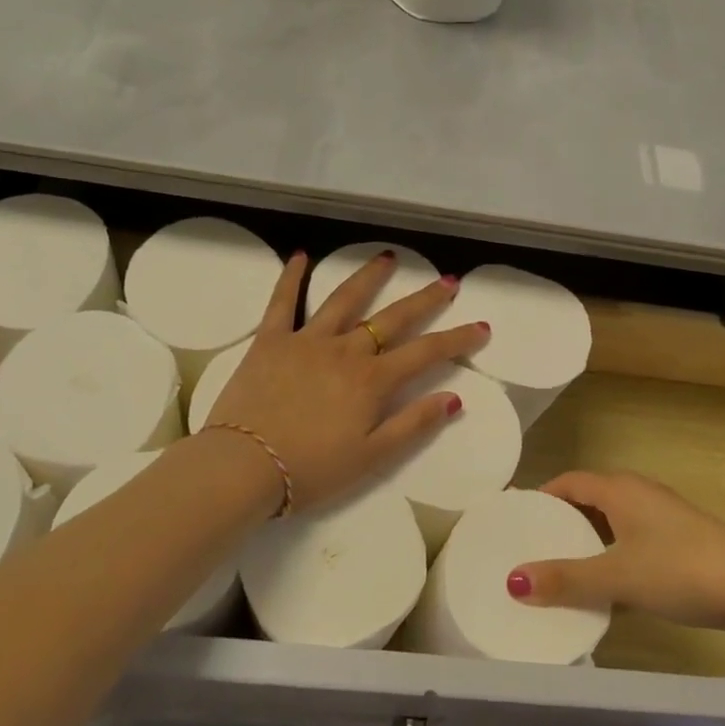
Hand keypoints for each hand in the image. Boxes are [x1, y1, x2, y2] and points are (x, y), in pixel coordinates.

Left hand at [205, 251, 489, 513]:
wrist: (243, 467)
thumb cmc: (310, 470)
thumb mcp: (371, 457)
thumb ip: (413, 424)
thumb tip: (453, 398)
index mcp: (372, 380)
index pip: (426, 353)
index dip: (457, 339)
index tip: (481, 326)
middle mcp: (345, 350)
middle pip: (393, 318)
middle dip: (424, 299)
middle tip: (447, 281)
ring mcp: (307, 340)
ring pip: (344, 300)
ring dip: (369, 277)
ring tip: (388, 257)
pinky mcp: (270, 340)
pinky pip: (282, 302)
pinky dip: (292, 277)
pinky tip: (302, 255)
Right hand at [508, 472, 724, 630]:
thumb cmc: (680, 569)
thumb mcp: (617, 577)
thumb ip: (566, 579)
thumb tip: (513, 580)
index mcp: (620, 489)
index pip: (569, 482)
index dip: (542, 497)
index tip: (516, 520)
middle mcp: (639, 495)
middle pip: (589, 501)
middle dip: (561, 523)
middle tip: (531, 549)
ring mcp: (663, 519)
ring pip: (612, 525)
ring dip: (587, 545)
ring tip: (561, 573)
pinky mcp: (680, 543)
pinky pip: (632, 544)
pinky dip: (613, 560)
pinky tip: (607, 592)